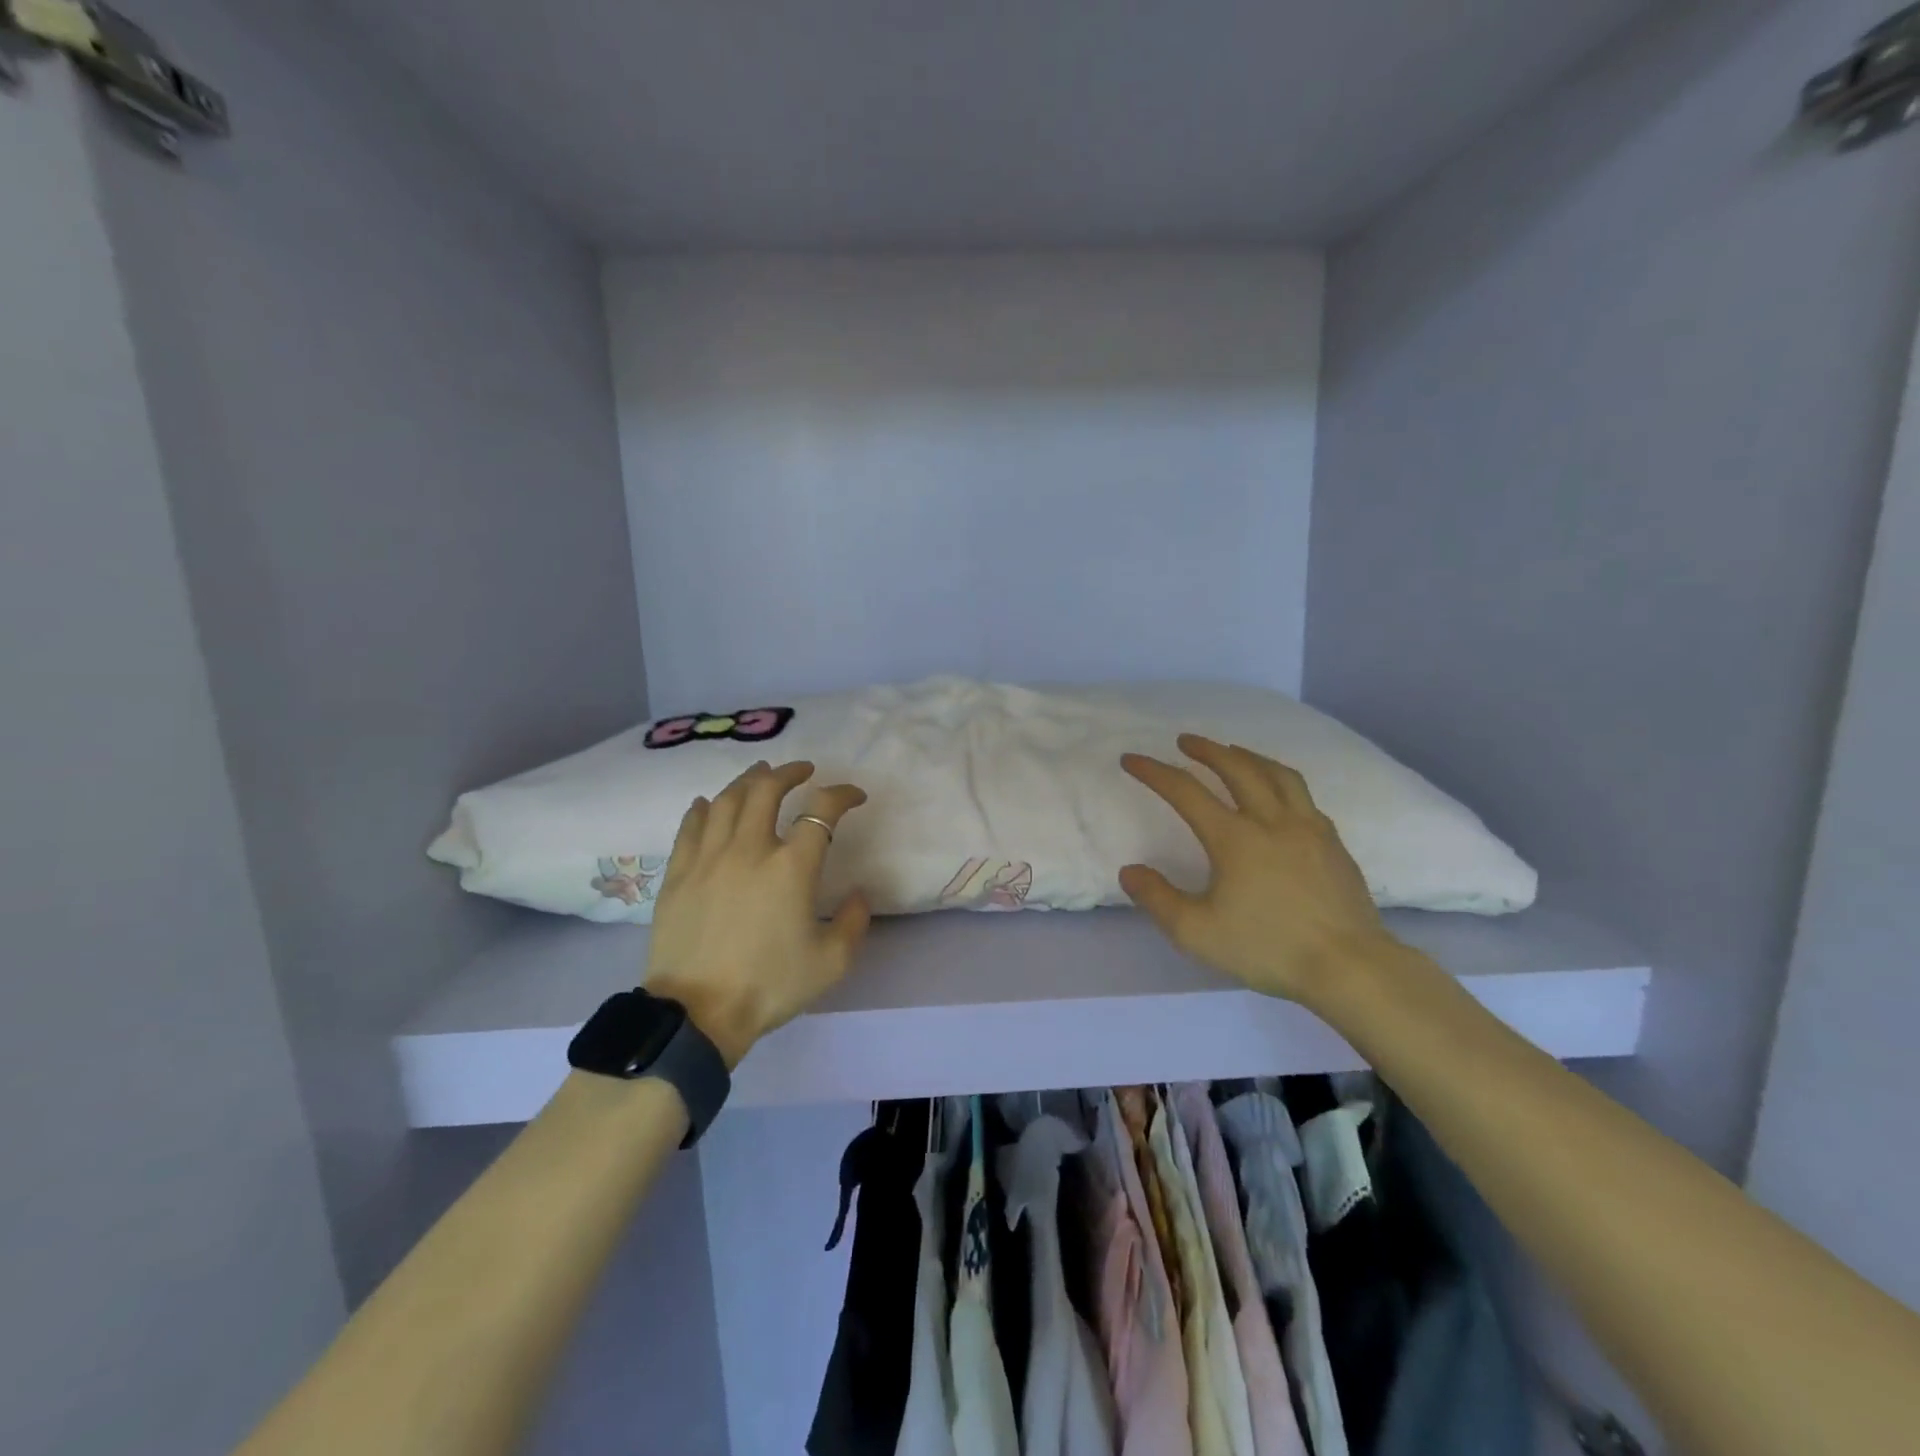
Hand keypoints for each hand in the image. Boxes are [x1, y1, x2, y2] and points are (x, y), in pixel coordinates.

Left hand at [643, 761, 870, 1067]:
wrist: (697, 1015)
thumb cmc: (769, 986)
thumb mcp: (831, 962)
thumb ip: (854, 922)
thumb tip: (858, 894)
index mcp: (791, 867)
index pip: (822, 810)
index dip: (842, 794)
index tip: (854, 796)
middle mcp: (750, 849)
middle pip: (767, 789)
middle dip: (789, 772)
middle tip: (802, 770)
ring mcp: (708, 858)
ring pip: (726, 800)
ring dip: (748, 781)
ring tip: (760, 775)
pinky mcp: (678, 874)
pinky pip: (689, 826)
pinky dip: (703, 808)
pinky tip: (707, 803)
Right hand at [1119, 735, 1396, 1007]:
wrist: (1350, 967)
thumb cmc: (1268, 949)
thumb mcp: (1197, 933)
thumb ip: (1158, 898)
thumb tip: (1130, 871)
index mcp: (1234, 838)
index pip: (1185, 791)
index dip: (1154, 772)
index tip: (1131, 759)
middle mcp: (1272, 821)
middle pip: (1237, 768)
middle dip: (1207, 749)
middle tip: (1186, 741)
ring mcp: (1309, 828)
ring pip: (1277, 774)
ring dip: (1248, 756)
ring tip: (1233, 752)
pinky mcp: (1333, 843)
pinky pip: (1303, 797)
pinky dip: (1281, 782)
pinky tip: (1279, 795)